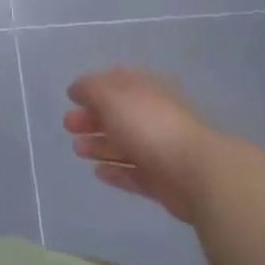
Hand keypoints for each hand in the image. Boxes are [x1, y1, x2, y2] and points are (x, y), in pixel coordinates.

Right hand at [63, 68, 217, 220]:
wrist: (196, 172)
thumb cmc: (149, 125)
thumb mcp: (112, 97)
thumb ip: (90, 89)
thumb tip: (77, 89)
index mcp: (145, 91)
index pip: (116, 83)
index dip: (93, 88)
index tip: (71, 97)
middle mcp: (152, 117)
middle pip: (117, 115)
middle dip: (91, 118)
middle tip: (68, 125)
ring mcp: (159, 150)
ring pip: (124, 145)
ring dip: (99, 146)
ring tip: (77, 150)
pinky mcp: (162, 181)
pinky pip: (133, 174)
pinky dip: (115, 172)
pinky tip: (97, 173)